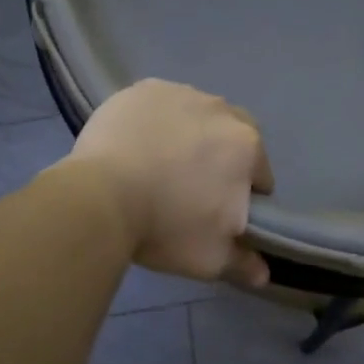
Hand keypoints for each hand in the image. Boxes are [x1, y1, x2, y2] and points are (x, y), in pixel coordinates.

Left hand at [62, 79, 274, 287]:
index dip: (244, 193)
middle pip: (232, 134)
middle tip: (193, 184)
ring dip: (190, 133)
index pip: (259, 173)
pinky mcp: (144, 89)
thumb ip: (243, 263)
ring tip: (160, 162)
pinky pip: (160, 103)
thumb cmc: (165, 227)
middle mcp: (221, 110)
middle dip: (222, 155)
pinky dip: (156, 120)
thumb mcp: (210, 258)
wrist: (100, 198)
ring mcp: (180, 94)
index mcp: (246, 146)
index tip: (221, 210)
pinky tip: (137, 143)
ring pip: (197, 115)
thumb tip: (263, 275)